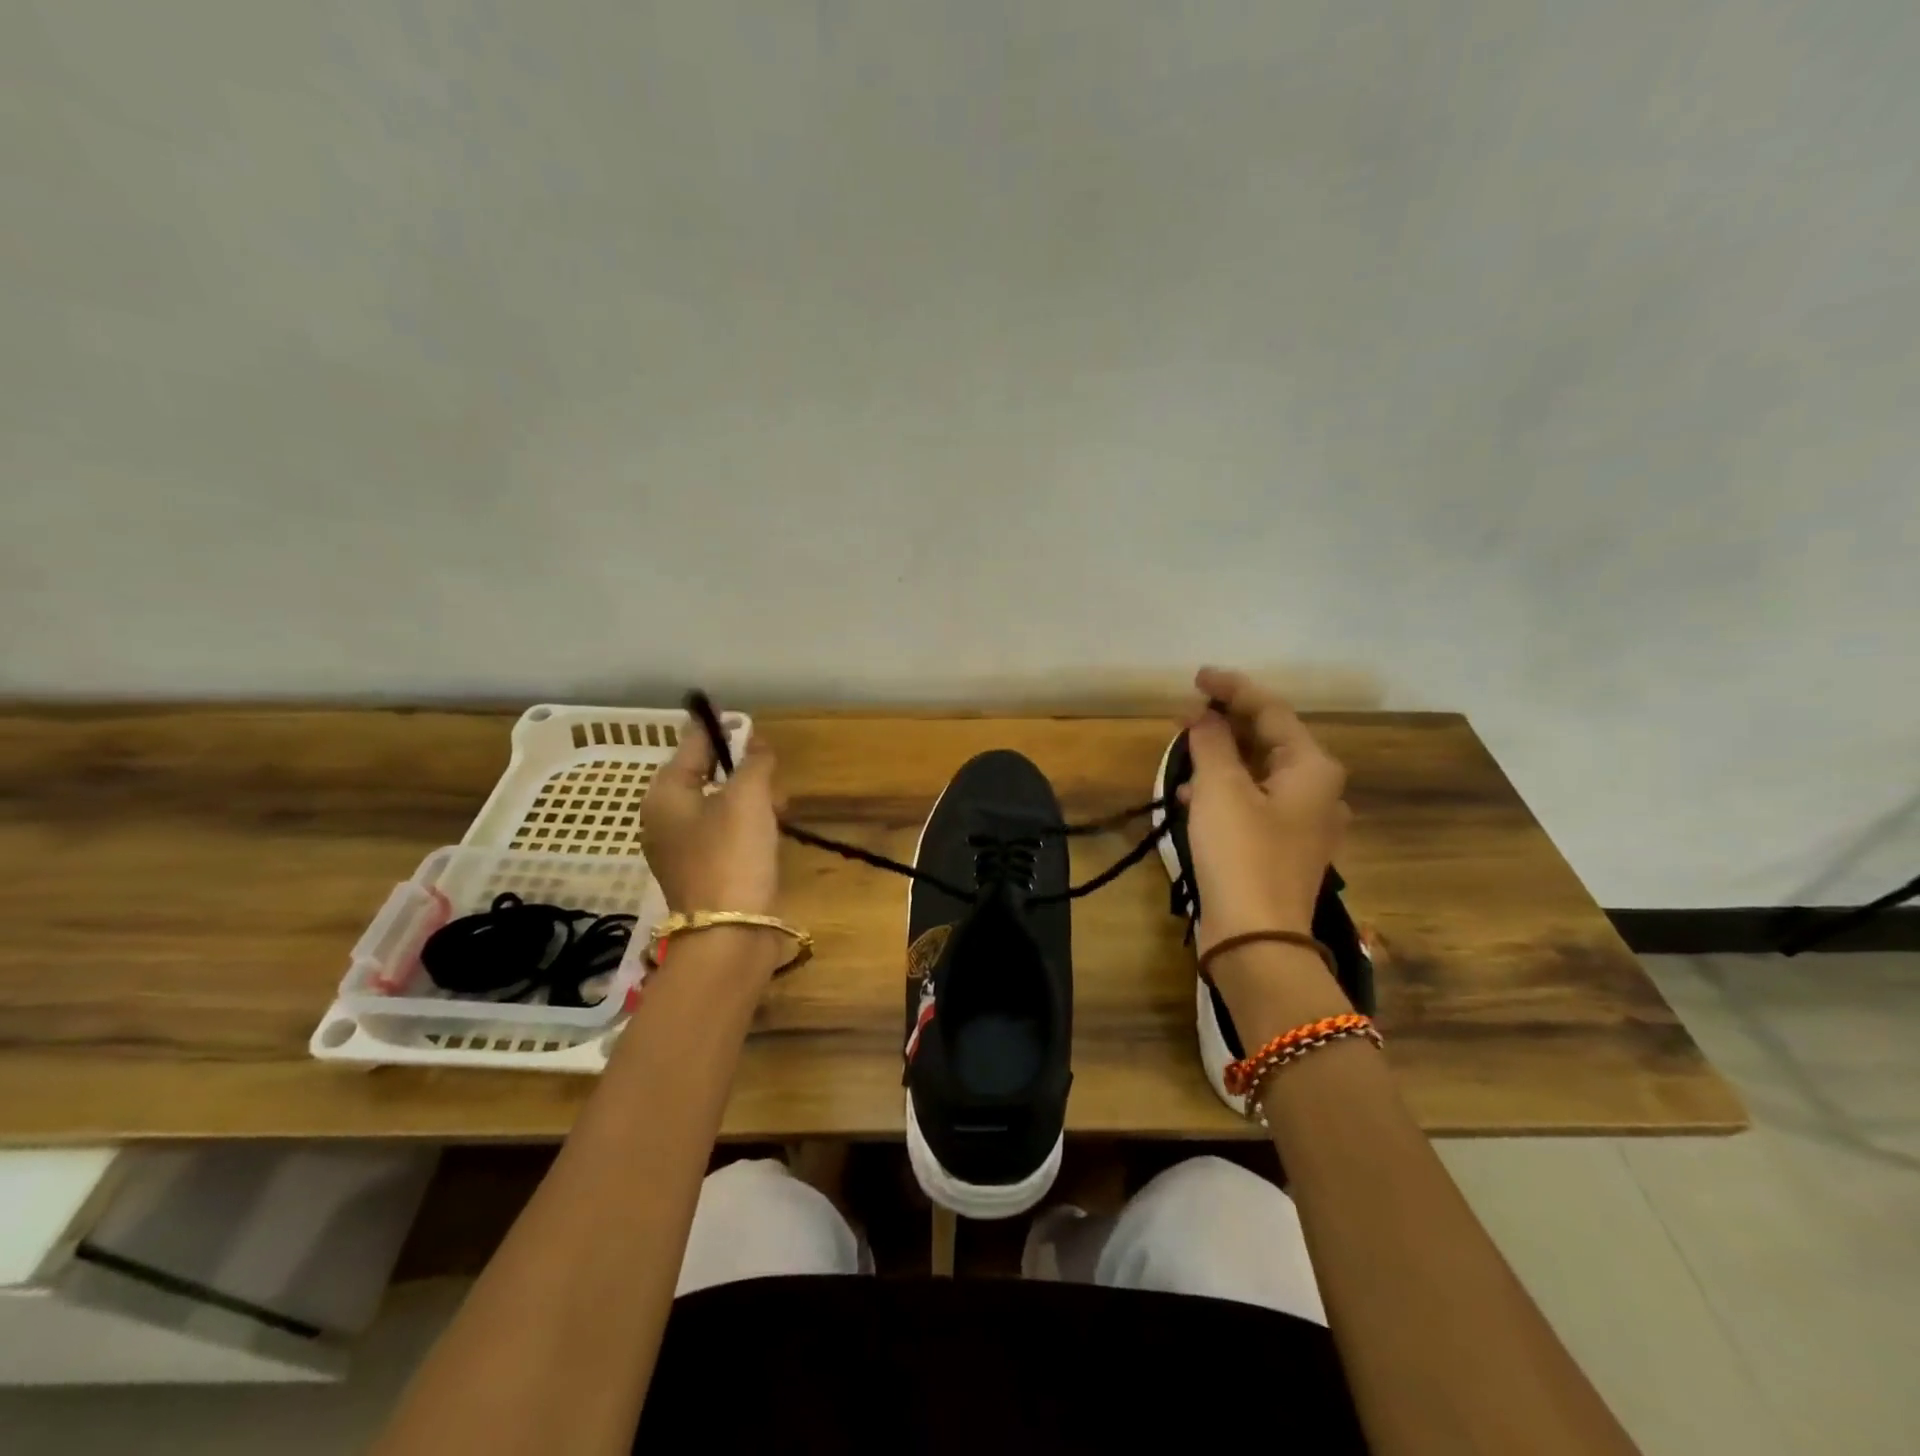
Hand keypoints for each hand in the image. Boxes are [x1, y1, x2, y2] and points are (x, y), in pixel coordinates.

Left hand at [640, 721, 780, 916]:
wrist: (729, 933)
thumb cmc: (732, 854)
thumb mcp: (748, 797)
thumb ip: (754, 761)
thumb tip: (756, 743)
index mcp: (666, 793)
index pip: (691, 744)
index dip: (717, 728)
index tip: (737, 716)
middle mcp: (664, 817)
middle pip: (705, 774)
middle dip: (742, 770)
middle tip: (771, 779)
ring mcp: (680, 846)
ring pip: (719, 803)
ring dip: (749, 798)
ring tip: (777, 809)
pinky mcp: (701, 869)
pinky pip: (723, 831)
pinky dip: (746, 824)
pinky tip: (769, 834)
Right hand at [1181, 666, 1349, 954]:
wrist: (1257, 938)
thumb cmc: (1241, 853)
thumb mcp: (1219, 789)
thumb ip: (1211, 743)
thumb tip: (1205, 716)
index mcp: (1312, 767)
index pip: (1270, 710)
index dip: (1232, 688)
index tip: (1197, 677)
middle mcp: (1318, 790)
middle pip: (1269, 740)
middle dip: (1226, 723)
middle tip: (1187, 713)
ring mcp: (1303, 823)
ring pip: (1259, 772)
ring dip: (1222, 757)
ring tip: (1184, 750)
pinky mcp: (1282, 848)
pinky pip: (1253, 802)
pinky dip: (1224, 791)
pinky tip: (1191, 796)